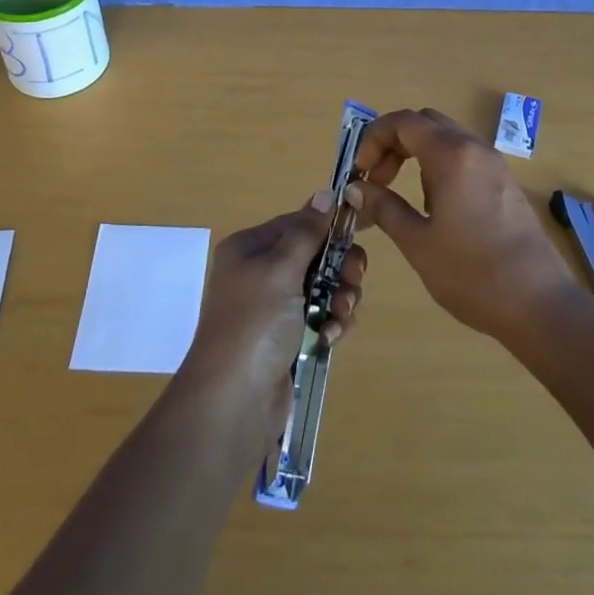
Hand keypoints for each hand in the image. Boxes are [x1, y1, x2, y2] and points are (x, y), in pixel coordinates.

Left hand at [178, 192, 366, 429]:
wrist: (233, 402)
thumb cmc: (254, 323)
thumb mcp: (280, 268)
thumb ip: (307, 231)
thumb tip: (326, 192)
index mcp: (250, 248)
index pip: (298, 223)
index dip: (328, 227)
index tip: (360, 232)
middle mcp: (261, 273)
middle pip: (316, 255)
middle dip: (340, 267)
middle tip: (353, 281)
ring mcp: (274, 309)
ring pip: (324, 287)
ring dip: (339, 298)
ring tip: (339, 316)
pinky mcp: (288, 339)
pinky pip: (321, 318)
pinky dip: (331, 323)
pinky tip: (330, 337)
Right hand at [347, 107, 577, 343]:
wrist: (539, 304)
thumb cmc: (471, 273)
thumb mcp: (417, 243)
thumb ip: (383, 207)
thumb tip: (356, 189)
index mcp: (452, 156)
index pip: (403, 122)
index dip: (373, 139)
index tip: (360, 173)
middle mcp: (475, 149)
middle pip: (425, 123)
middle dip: (393, 144)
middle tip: (376, 180)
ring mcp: (494, 164)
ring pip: (446, 138)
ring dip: (416, 155)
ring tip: (400, 197)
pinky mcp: (505, 183)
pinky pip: (464, 157)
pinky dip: (439, 166)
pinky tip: (434, 207)